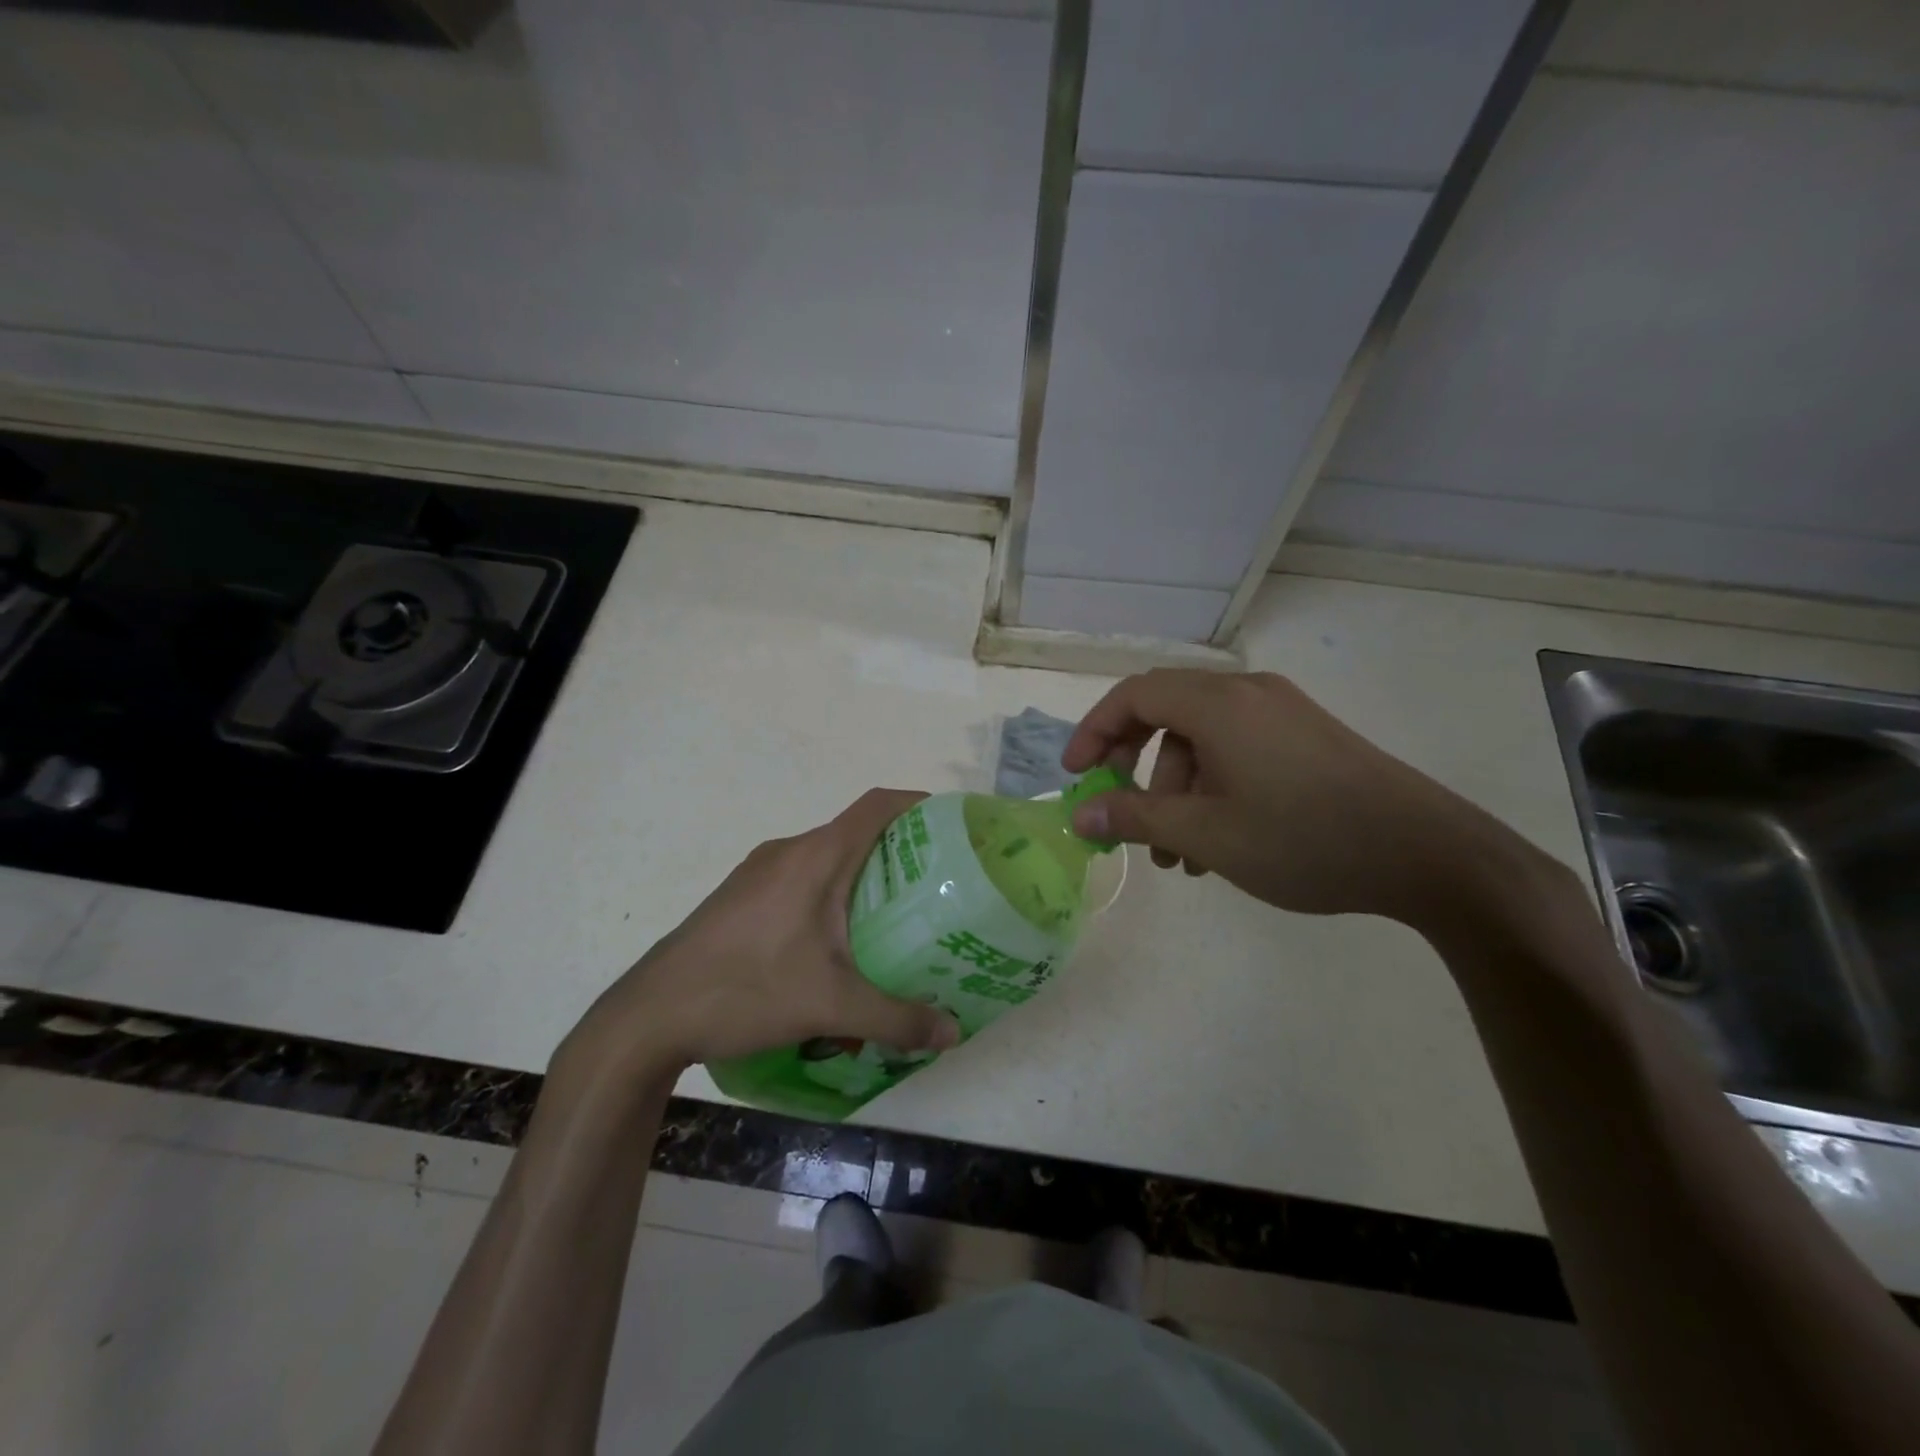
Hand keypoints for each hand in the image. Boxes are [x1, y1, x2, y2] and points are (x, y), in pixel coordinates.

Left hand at [567, 789, 960, 1073]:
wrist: (649, 1016)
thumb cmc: (746, 990)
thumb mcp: (831, 1007)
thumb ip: (897, 1018)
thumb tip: (953, 1034)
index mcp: (816, 857)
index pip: (878, 806)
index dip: (919, 804)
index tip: (952, 825)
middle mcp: (788, 852)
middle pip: (856, 833)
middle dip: (900, 853)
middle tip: (937, 888)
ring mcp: (759, 873)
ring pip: (826, 860)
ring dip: (862, 878)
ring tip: (894, 920)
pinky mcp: (741, 897)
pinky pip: (801, 881)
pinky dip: (831, 896)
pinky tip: (837, 946)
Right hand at [1062, 670, 1536, 926]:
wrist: (1427, 854)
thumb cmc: (1303, 838)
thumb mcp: (1206, 835)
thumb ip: (1134, 818)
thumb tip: (1079, 814)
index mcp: (1218, 703)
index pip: (1133, 695)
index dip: (1094, 731)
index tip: (1075, 775)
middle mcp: (1247, 693)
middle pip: (1165, 714)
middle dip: (1135, 769)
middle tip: (1122, 817)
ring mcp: (1281, 713)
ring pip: (1202, 740)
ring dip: (1175, 792)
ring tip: (1176, 858)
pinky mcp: (1306, 737)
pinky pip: (1237, 751)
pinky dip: (1212, 789)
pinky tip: (1217, 845)